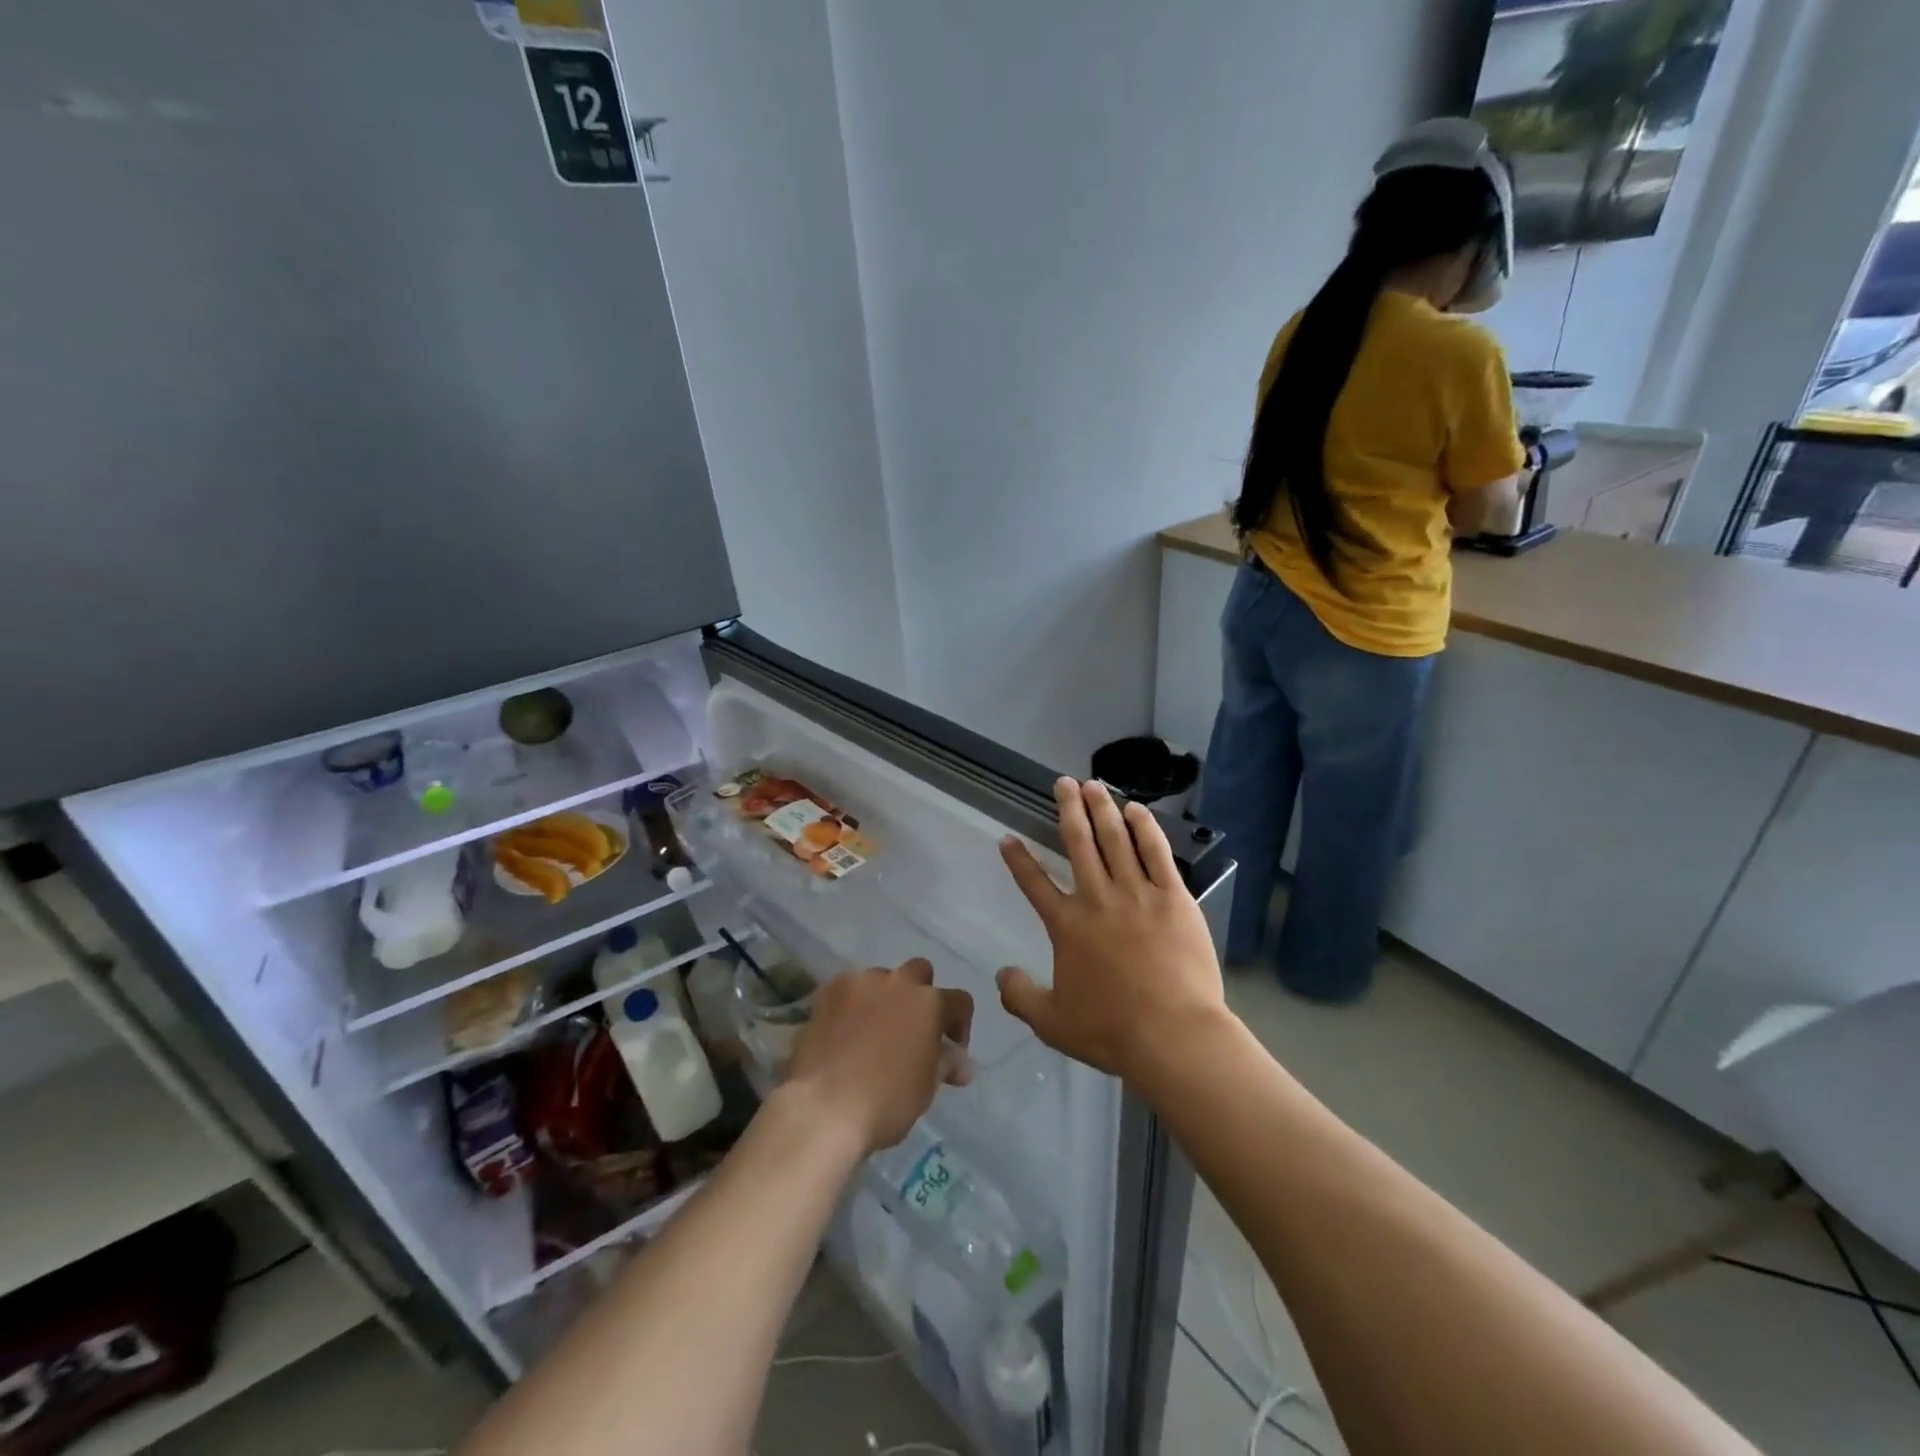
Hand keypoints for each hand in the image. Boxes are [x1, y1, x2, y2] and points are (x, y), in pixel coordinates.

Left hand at [784, 959, 973, 1153]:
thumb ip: (945, 1064)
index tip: (950, 1050)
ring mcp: (860, 983)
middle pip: (919, 973)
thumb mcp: (926, 1089)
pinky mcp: (827, 991)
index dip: (960, 1024)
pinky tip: (842, 1032)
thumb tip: (961, 1062)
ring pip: (881, 979)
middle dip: (920, 995)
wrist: (823, 1107)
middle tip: (911, 1030)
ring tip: (872, 1032)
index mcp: (930, 1003)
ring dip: (883, 998)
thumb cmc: (886, 1103)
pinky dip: (851, 1005)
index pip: (959, 1001)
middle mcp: (898, 982)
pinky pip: (848, 990)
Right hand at [997, 778, 1226, 1083]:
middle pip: (1079, 843)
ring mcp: (1137, 893)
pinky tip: (1137, 810)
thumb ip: (1020, 996)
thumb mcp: (1052, 1023)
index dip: (1018, 859)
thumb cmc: (1111, 1030)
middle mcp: (1097, 898)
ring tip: (1094, 784)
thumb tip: (1001, 973)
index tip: (1008, 837)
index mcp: (1067, 925)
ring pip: (1116, 839)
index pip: (1035, 884)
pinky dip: (1145, 828)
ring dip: (1103, 808)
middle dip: (1068, 809)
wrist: (1173, 1034)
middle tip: (1063, 783)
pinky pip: (1156, 853)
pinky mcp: (1173, 897)